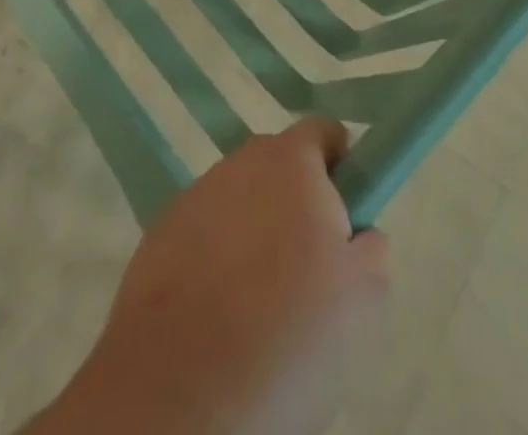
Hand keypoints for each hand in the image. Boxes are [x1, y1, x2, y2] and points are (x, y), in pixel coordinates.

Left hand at [35, 119, 388, 434]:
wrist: (178, 396)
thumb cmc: (286, 335)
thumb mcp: (363, 299)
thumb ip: (371, 248)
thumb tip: (357, 235)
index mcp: (291, 161)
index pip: (323, 132)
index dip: (340, 166)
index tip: (345, 217)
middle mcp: (240, 163)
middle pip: (279, 168)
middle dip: (296, 205)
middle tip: (309, 272)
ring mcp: (193, 200)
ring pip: (239, 204)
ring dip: (253, 235)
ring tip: (259, 306)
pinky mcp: (156, 241)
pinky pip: (201, 238)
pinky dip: (214, 264)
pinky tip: (218, 319)